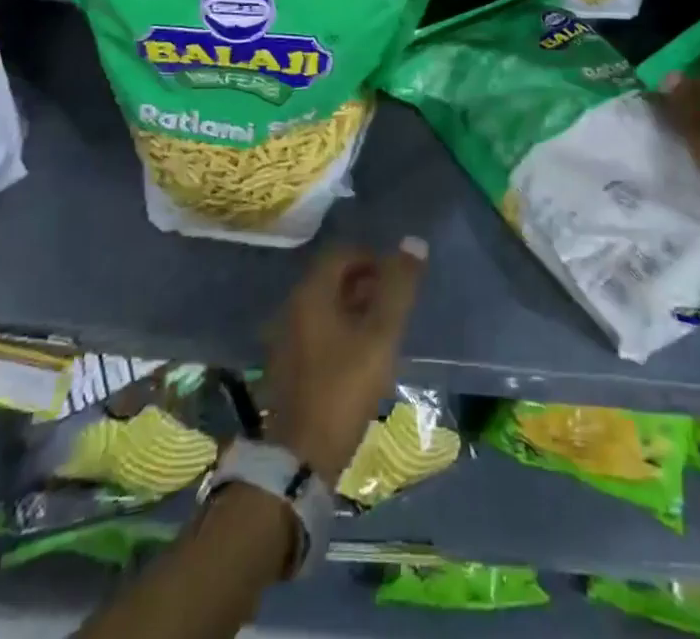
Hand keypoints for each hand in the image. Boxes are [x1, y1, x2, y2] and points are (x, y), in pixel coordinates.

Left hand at [262, 238, 426, 482]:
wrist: (300, 458)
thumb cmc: (344, 388)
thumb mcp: (381, 335)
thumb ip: (398, 288)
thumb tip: (414, 243)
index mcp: (311, 293)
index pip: (343, 253)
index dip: (374, 259)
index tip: (398, 282)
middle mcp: (292, 307)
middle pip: (332, 278)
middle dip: (366, 284)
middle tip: (394, 307)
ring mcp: (285, 337)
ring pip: (325, 306)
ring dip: (354, 309)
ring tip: (382, 333)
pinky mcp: (286, 366)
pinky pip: (316, 331)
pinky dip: (340, 331)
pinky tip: (359, 358)